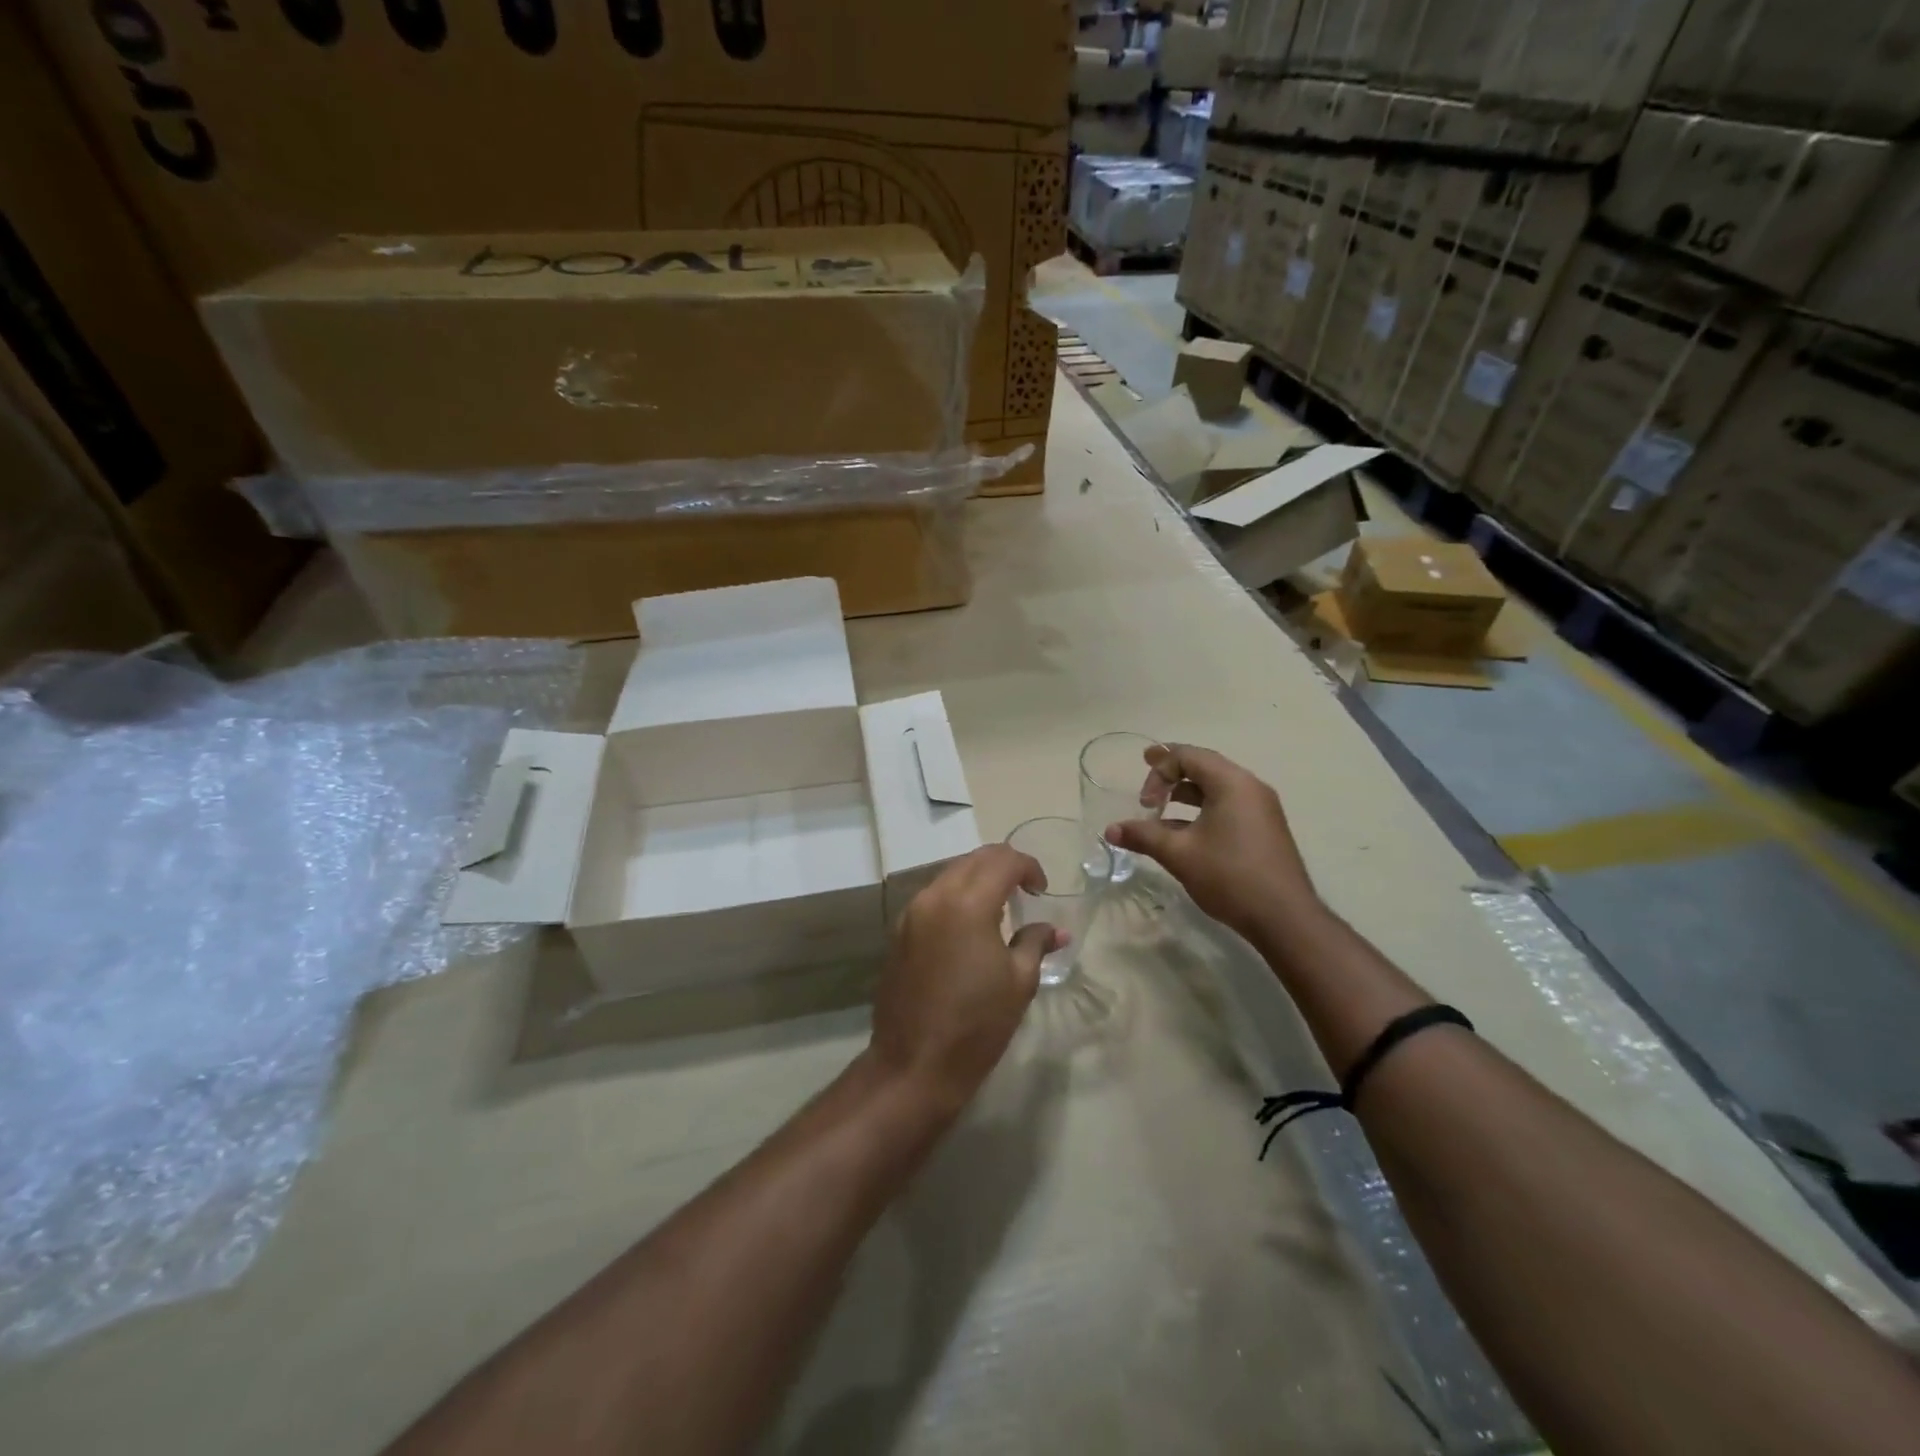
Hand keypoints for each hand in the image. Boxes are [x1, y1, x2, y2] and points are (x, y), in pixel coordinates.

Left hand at [869, 846, 1059, 1114]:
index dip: (1028, 867)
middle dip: (1003, 866)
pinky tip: (969, 926)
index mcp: (968, 903)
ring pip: (950, 874)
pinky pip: (932, 897)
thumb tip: (1057, 931)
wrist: (913, 1065)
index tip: (1041, 890)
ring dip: (977, 879)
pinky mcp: (899, 931)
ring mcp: (911, 913)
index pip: (1002, 860)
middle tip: (1024, 891)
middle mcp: (935, 897)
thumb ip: (1036, 944)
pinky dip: (956, 896)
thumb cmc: (976, 1025)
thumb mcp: (1019, 983)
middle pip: (973, 859)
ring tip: (999, 908)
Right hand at [1106, 743, 1318, 939]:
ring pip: (1216, 789)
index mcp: (1232, 783)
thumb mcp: (1179, 854)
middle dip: (1170, 777)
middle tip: (1145, 795)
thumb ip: (1143, 836)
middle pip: (1204, 767)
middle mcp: (1250, 787)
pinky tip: (1184, 836)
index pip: (1189, 755)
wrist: (1285, 918)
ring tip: (1159, 815)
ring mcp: (1261, 809)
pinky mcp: (1264, 829)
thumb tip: (1110, 830)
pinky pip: (1228, 806)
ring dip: (1185, 796)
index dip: (1158, 767)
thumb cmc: (1230, 876)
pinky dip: (1202, 811)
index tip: (1141, 796)